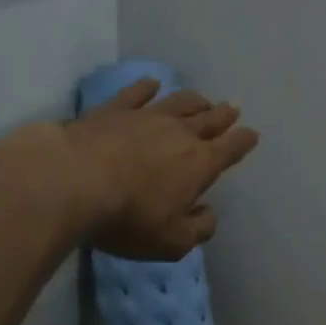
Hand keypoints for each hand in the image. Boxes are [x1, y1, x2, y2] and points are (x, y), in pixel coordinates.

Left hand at [63, 78, 259, 260]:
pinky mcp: (112, 110)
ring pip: (178, 102)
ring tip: (203, 99)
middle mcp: (178, 133)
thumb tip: (208, 213)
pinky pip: (136, 93)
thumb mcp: (172, 241)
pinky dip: (147, 87)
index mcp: (199, 163)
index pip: (229, 149)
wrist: (73, 181)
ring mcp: (145, 117)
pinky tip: (153, 83)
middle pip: (208, 120)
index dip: (243, 142)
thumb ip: (198, 229)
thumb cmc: (128, 217)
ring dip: (194, 101)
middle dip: (224, 115)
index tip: (252, 134)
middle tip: (233, 108)